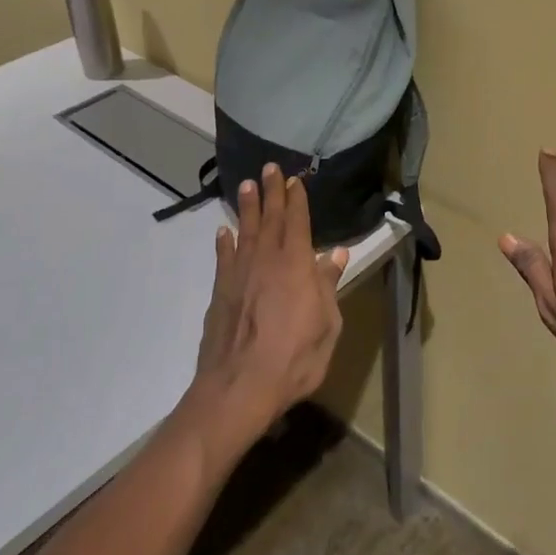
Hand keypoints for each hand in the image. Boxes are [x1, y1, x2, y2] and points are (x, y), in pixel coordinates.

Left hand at [178, 164, 347, 464]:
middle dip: (271, 192)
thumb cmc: (294, 359)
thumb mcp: (327, 326)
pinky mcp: (220, 292)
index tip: (295, 180)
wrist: (239, 387)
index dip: (296, 200)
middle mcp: (266, 261)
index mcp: (296, 266)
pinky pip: (223, 258)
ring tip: (247, 185)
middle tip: (269, 167)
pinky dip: (224, 242)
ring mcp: (240, 274)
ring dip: (247, 207)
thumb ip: (328, 288)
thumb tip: (335, 256)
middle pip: (270, 218)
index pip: (298, 223)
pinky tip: (224, 232)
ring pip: (244, 231)